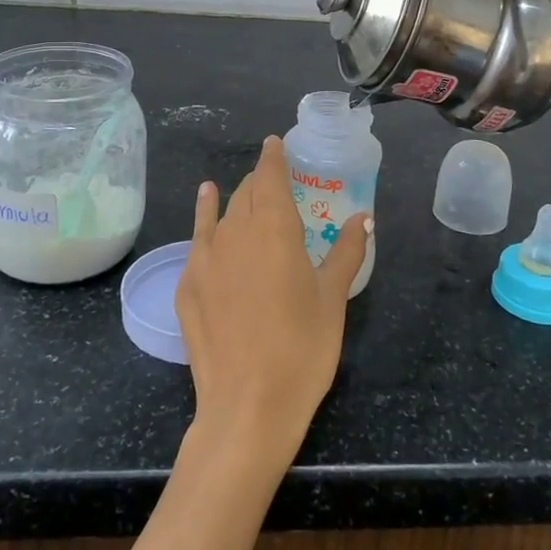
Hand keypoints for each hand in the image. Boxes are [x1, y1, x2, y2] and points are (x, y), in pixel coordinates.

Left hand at [175, 137, 370, 467]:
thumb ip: (345, 252)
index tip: (276, 143)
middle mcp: (235, 232)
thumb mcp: (332, 298)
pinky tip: (205, 203)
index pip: (270, 176)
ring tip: (241, 188)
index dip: (273, 156)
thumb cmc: (302, 348)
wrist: (247, 407)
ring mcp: (205, 258)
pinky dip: (205, 215)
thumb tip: (363, 218)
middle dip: (260, 181)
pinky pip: (198, 237)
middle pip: (246, 192)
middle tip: (275, 181)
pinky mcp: (187, 284)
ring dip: (235, 197)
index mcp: (274, 227)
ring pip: (221, 213)